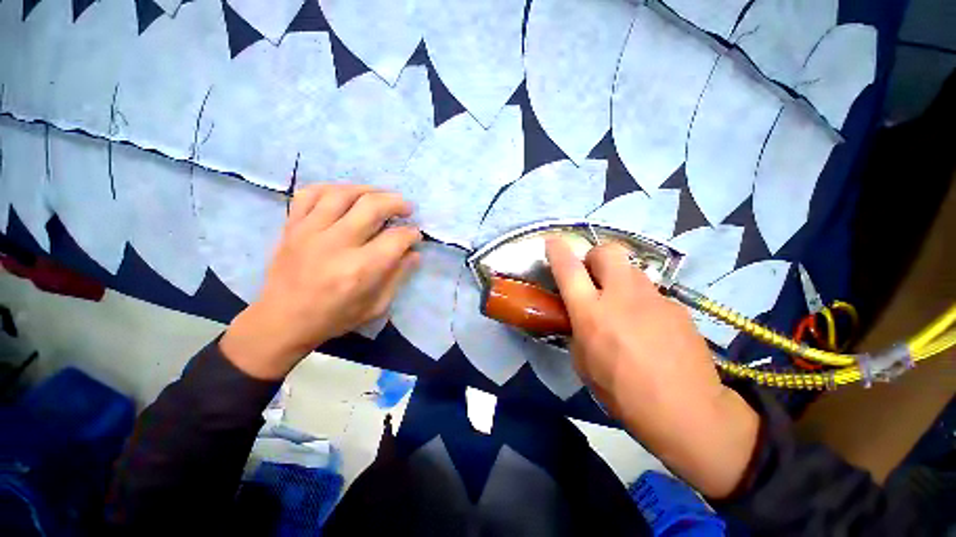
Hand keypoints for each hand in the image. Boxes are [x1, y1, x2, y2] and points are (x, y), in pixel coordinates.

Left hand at [221, 185, 421, 379]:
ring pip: (343, 193)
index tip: (415, 235)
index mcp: (360, 269)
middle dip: (396, 203)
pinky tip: (345, 194)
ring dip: (369, 190)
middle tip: (406, 208)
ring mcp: (309, 231)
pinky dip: (332, 188)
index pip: (395, 239)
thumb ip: (398, 276)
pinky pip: (310, 193)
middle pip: (372, 206)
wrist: (281, 321)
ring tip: (381, 195)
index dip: (411, 234)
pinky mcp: (291, 226)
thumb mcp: (375, 306)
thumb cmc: (334, 318)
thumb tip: (414, 253)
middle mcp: (336, 244)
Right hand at [546, 238, 758, 498]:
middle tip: (592, 276)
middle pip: (607, 251)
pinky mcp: (676, 306)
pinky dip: (640, 300)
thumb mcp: (583, 364)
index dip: (558, 251)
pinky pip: (651, 292)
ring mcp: (653, 298)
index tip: (552, 242)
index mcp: (592, 313)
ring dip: (618, 277)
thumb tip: (580, 318)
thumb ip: (578, 331)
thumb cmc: (624, 393)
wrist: (688, 412)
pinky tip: (647, 326)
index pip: (569, 269)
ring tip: (620, 304)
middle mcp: (622, 296)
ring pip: (631, 269)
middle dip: (594, 257)